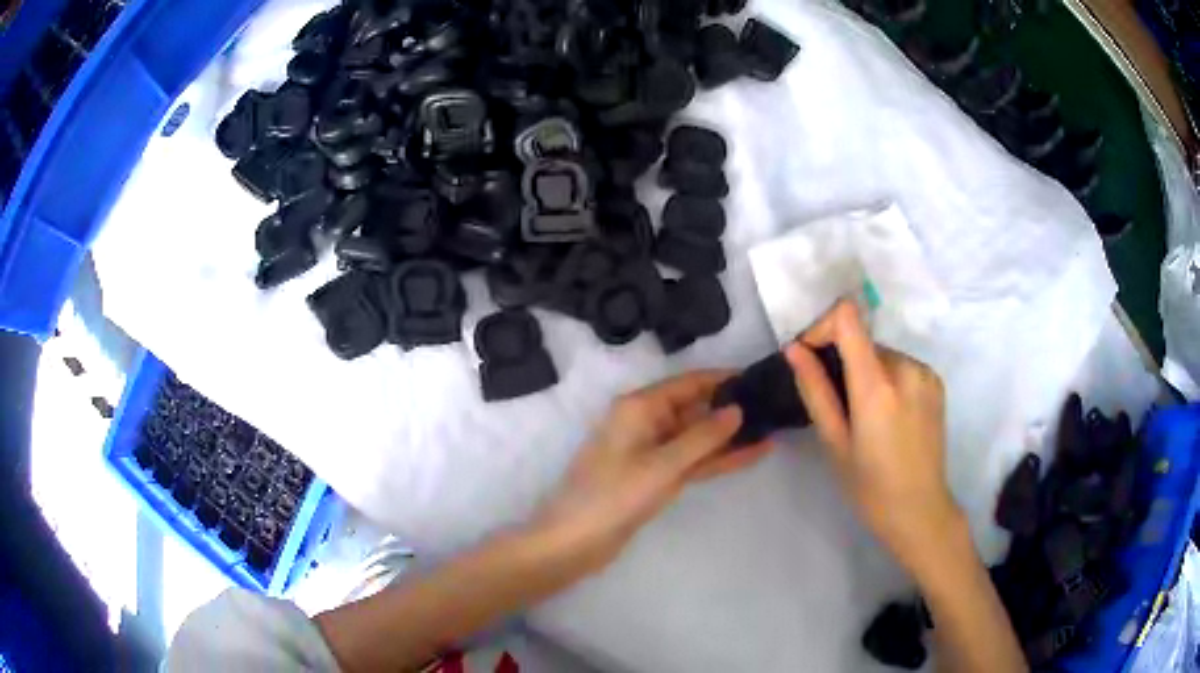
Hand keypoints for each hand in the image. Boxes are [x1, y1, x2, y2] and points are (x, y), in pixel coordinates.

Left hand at [533, 372, 772, 573]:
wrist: (575, 541)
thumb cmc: (615, 495)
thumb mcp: (663, 464)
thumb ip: (703, 437)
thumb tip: (737, 409)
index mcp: (639, 407)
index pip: (688, 383)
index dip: (722, 380)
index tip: (758, 378)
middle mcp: (646, 423)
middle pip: (695, 409)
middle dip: (731, 409)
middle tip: (774, 407)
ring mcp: (652, 453)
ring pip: (698, 438)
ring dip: (730, 437)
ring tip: (772, 428)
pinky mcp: (656, 477)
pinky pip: (693, 461)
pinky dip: (719, 458)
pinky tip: (751, 455)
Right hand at [785, 300, 961, 577]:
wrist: (920, 510)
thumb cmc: (869, 487)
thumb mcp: (834, 443)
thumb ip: (815, 390)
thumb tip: (794, 349)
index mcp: (877, 386)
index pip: (847, 318)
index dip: (822, 327)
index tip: (809, 355)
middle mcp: (906, 368)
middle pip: (863, 340)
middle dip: (842, 360)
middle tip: (836, 403)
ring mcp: (925, 373)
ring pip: (881, 354)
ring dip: (866, 372)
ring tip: (864, 416)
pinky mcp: (936, 381)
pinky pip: (901, 365)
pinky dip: (887, 379)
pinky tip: (888, 416)